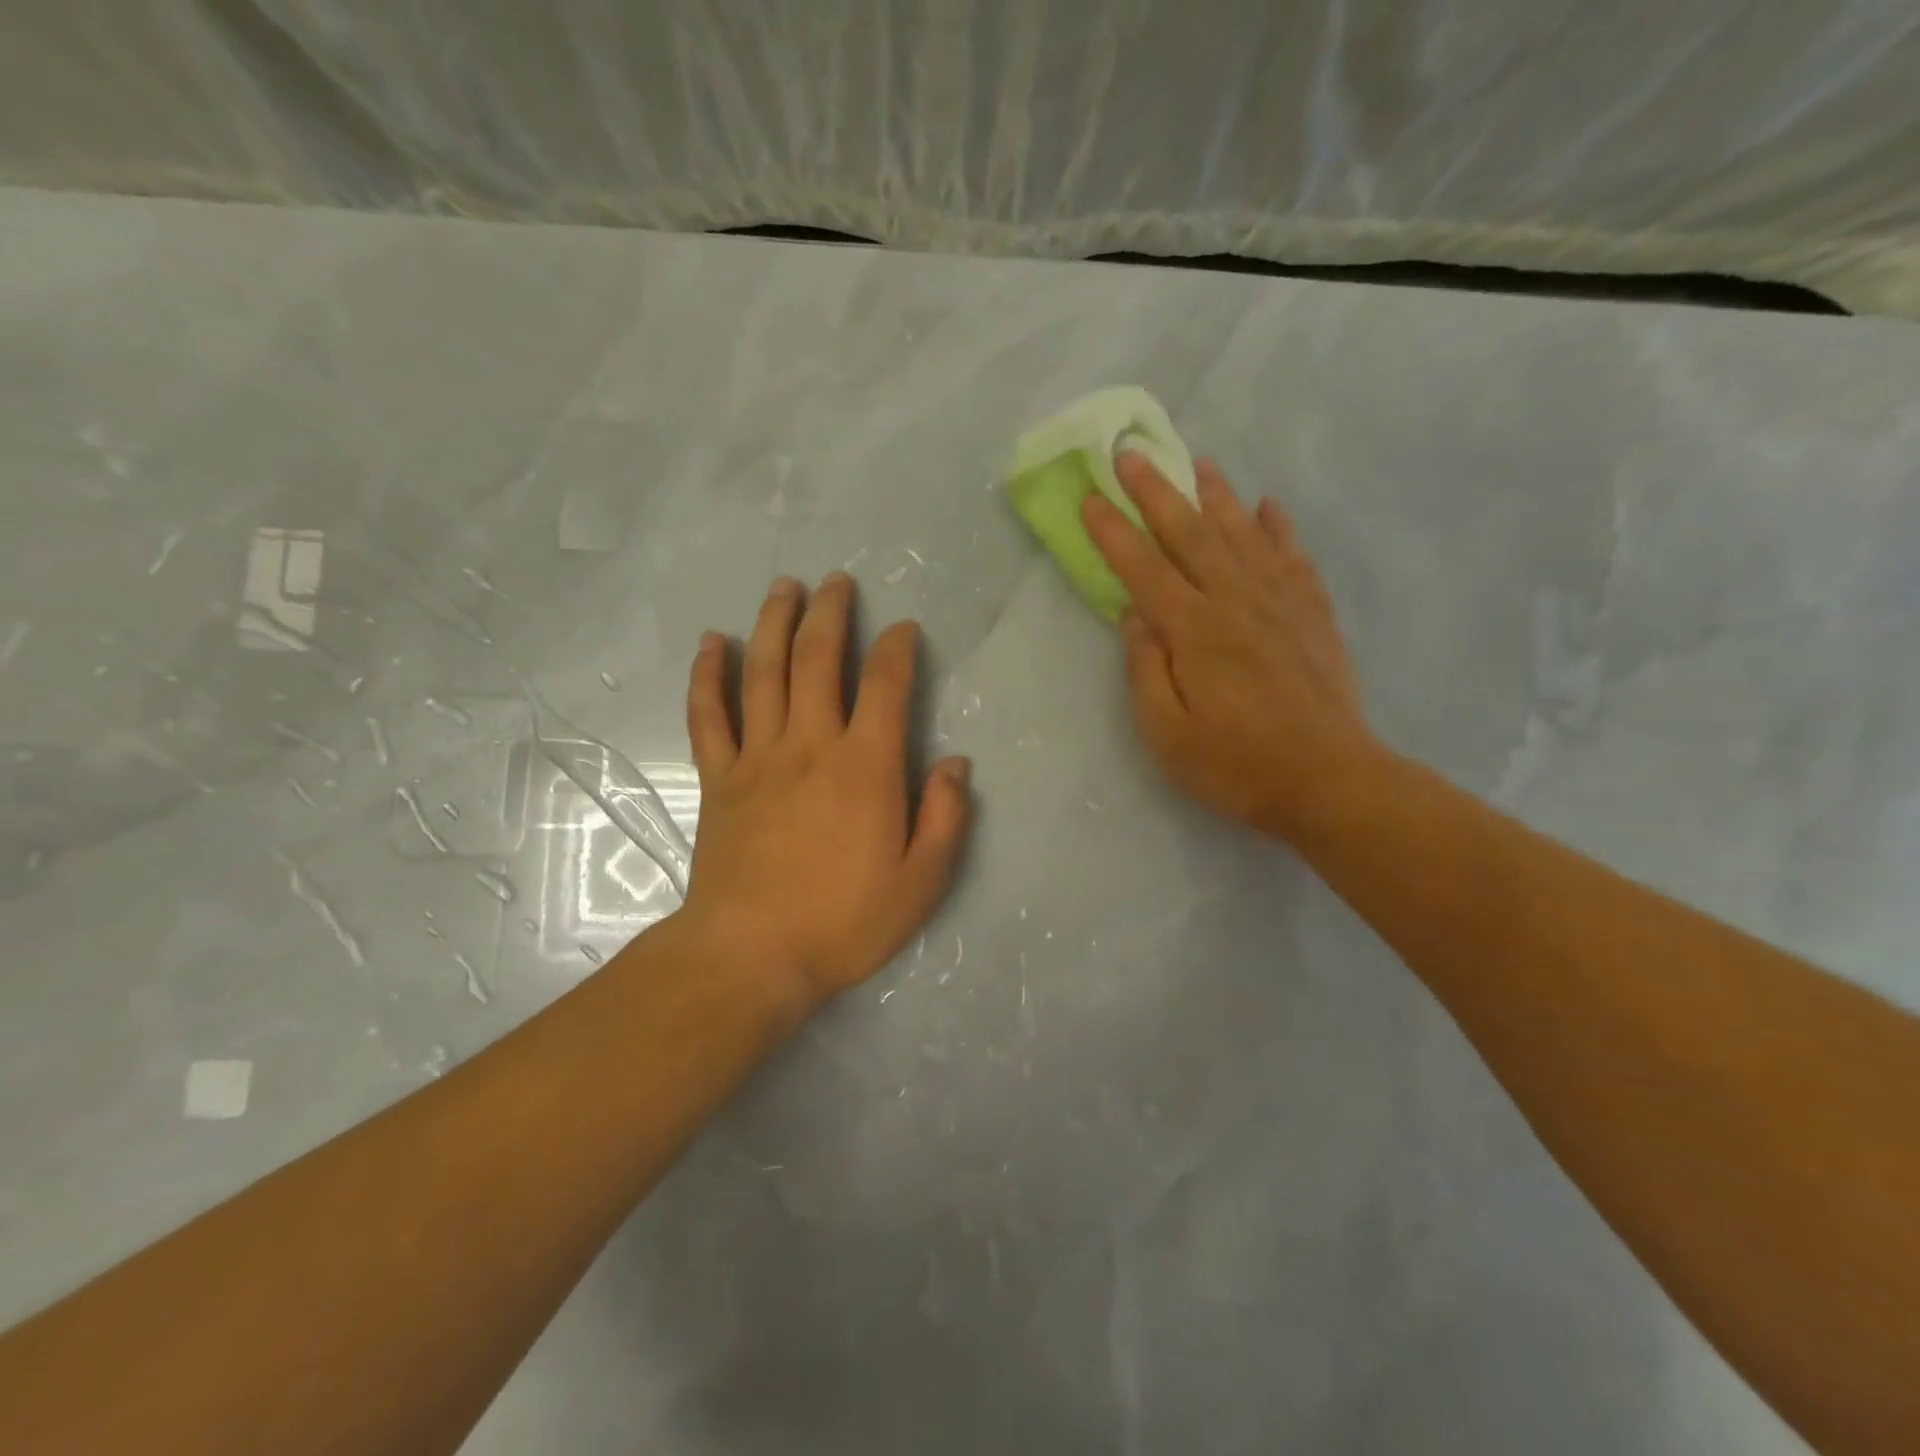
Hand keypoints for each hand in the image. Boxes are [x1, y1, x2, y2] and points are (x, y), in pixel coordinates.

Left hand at [677, 573, 971, 1008]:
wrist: (751, 955)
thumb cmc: (844, 921)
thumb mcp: (921, 882)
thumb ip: (945, 818)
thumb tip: (956, 763)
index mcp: (866, 766)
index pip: (886, 685)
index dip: (898, 648)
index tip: (904, 628)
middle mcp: (811, 745)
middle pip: (819, 659)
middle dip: (831, 613)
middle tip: (837, 582)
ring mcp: (758, 757)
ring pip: (764, 672)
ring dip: (774, 624)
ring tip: (784, 588)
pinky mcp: (720, 778)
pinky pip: (709, 714)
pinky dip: (709, 675)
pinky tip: (714, 643)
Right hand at [1081, 454, 1376, 842]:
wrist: (1330, 781)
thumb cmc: (1236, 766)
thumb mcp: (1168, 734)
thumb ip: (1146, 670)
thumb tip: (1135, 616)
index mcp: (1195, 632)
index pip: (1144, 569)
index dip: (1114, 532)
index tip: (1091, 497)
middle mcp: (1236, 602)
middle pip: (1191, 534)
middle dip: (1157, 491)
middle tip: (1132, 453)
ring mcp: (1280, 604)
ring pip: (1243, 534)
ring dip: (1217, 495)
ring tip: (1198, 463)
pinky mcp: (1313, 615)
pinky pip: (1292, 557)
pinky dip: (1278, 527)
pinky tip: (1268, 507)